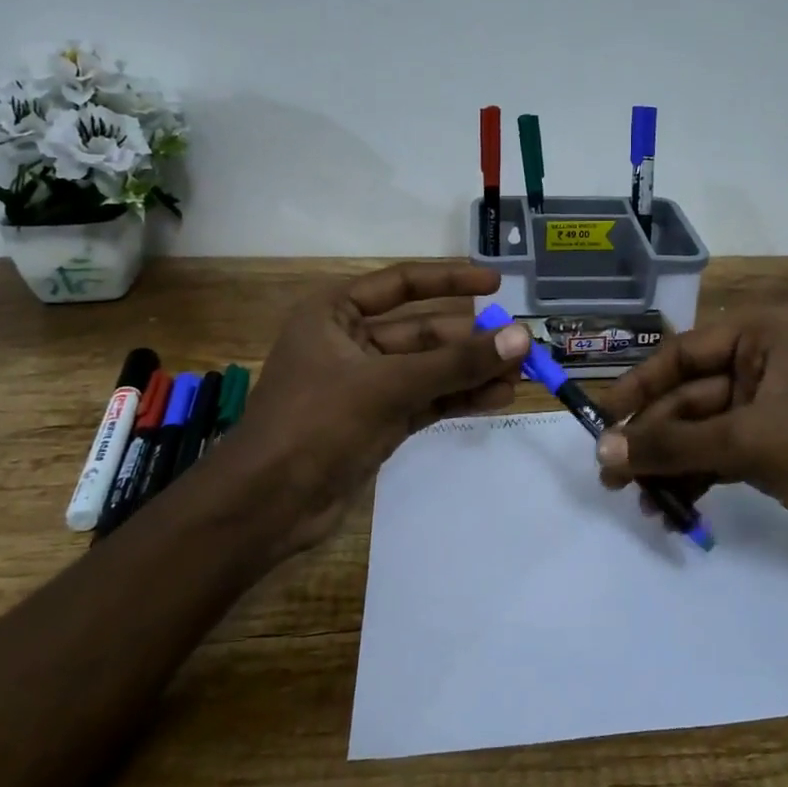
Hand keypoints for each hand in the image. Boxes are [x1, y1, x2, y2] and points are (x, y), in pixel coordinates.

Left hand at [217, 262, 531, 556]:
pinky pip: (428, 399)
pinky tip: (497, 397)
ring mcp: (367, 385)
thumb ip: (456, 363)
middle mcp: (352, 342)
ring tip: (521, 375)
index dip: (451, 280)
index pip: (402, 283)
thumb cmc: (315, 423)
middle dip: (471, 339)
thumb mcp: (388, 385)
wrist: (266, 506)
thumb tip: (521, 337)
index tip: (496, 283)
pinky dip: (459, 398)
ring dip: (471, 371)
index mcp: (336, 314)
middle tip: (521, 345)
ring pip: (430, 369)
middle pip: (424, 331)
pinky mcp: (379, 421)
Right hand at [591, 317, 787, 582]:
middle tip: (611, 481)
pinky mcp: (773, 452)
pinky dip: (695, 482)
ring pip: (699, 433)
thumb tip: (602, 454)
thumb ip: (672, 445)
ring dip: (669, 467)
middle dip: (652, 440)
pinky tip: (673, 511)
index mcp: (758, 339)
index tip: (601, 423)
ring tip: (640, 505)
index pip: (680, 355)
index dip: (636, 387)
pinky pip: (719, 459)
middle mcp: (758, 366)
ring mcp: (766, 411)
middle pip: (686, 399)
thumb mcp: (746, 441)